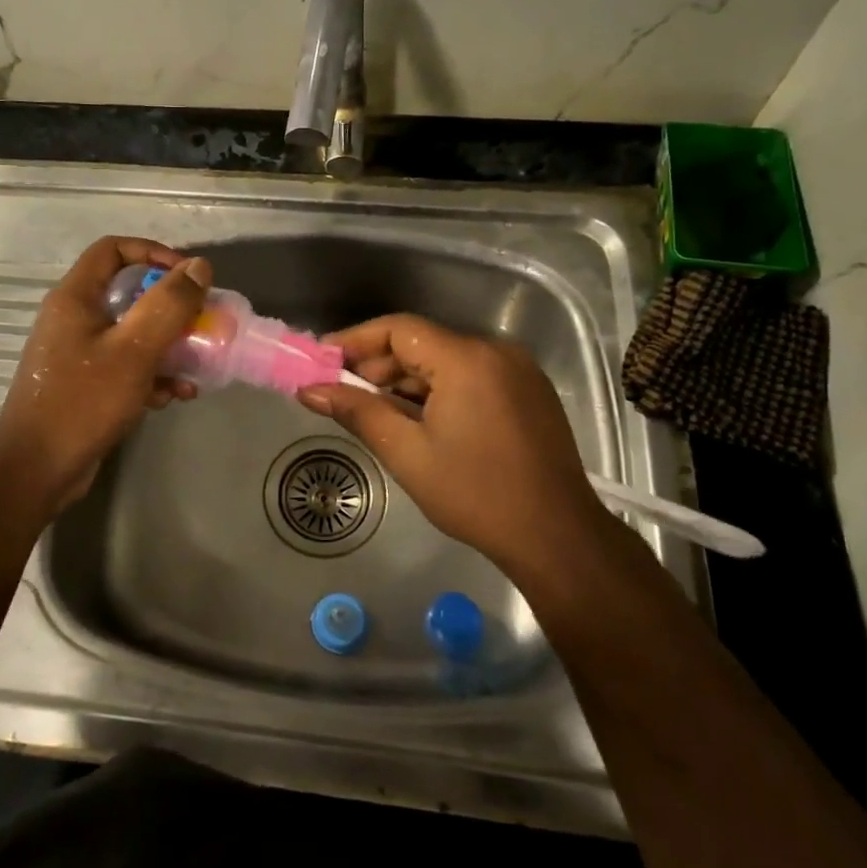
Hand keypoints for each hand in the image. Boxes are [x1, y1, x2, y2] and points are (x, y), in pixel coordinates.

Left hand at [0, 236, 210, 514]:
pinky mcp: (86, 384)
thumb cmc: (83, 401)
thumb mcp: (134, 350)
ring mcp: (78, 352)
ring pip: (132, 333)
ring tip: (196, 368)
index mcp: (76, 298)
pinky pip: (126, 365)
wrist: (37, 469)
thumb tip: (198, 266)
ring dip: (168, 346)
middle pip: (128, 292)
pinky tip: (175, 396)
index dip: (153, 253)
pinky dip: (152, 375)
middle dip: (170, 308)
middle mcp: (74, 318)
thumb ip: (168, 305)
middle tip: (200, 323)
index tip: (186, 276)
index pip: (113, 249)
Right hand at [296, 314, 607, 576]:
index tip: (322, 360)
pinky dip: (438, 390)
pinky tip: (416, 419)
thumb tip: (309, 390)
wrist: (557, 537)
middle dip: (378, 366)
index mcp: (466, 359)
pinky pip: (471, 376)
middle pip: (422, 343)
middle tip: (341, 393)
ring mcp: (517, 370)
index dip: (355, 340)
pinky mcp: (528, 391)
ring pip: (446, 361)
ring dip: (407, 381)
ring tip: (374, 411)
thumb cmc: (475, 495)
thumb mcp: (407, 453)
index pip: (398, 329)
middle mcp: (495, 351)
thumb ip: (357, 412)